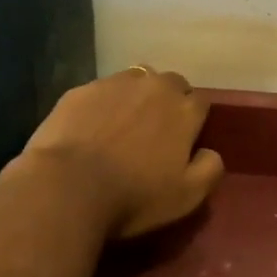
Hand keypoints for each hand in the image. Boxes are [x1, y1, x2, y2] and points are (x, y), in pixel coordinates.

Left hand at [19, 66, 224, 239]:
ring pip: (137, 80)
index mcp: (184, 110)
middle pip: (172, 83)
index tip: (184, 141)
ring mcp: (115, 84)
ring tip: (123, 125)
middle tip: (155, 132)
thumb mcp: (186, 196)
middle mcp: (154, 86)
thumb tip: (210, 152)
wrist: (66, 187)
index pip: (200, 102)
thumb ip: (210, 169)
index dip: (194, 120)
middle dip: (169, 101)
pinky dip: (102, 105)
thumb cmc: (133, 196)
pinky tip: (90, 129)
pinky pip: (100, 91)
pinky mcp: (81, 90)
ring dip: (137, 96)